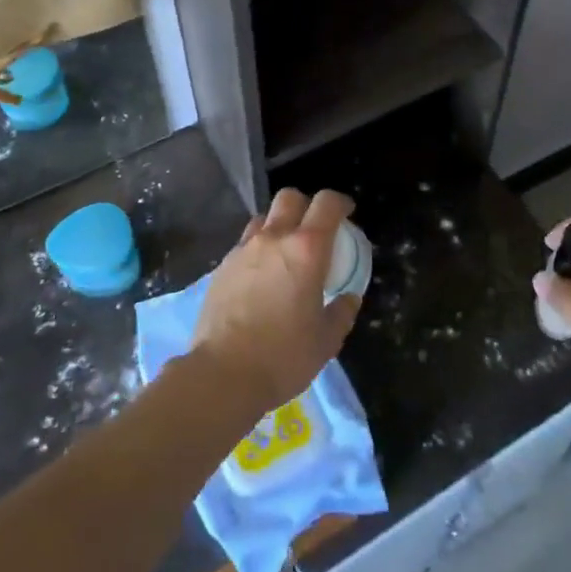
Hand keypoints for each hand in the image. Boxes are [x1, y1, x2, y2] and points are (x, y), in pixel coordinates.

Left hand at [192, 188, 359, 416]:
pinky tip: (261, 276)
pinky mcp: (222, 267)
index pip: (327, 204)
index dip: (340, 203)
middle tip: (314, 229)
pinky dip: (258, 249)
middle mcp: (274, 239)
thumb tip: (348, 298)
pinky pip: (245, 243)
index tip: (347, 213)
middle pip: (290, 198)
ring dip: (279, 225)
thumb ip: (341, 313)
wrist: (223, 374)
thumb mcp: (326, 340)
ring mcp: (244, 250)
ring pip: (264, 218)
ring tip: (285, 252)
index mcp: (307, 250)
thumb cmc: (283, 356)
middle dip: (306, 205)